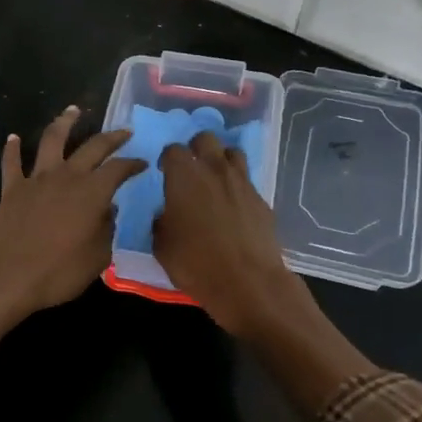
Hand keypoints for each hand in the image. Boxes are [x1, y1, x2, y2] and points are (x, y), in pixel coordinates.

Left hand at [0, 107, 145, 343]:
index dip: (132, 163)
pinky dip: (12, 148)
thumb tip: (110, 211)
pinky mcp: (11, 188)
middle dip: (111, 137)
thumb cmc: (57, 273)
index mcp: (92, 192)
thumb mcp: (97, 258)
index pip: (119, 168)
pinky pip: (12, 162)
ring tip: (73, 110)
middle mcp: (66, 176)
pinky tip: (13, 137)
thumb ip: (107, 230)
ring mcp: (36, 179)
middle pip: (92, 147)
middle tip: (123, 131)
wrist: (5, 277)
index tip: (142, 162)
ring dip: (64, 122)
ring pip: (52, 140)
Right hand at [154, 130, 304, 337]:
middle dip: (196, 148)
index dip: (167, 159)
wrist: (247, 282)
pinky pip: (247, 181)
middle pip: (206, 139)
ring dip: (221, 160)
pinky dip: (238, 186)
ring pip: (232, 152)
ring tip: (214, 179)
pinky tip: (233, 205)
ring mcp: (242, 182)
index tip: (164, 172)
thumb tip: (165, 214)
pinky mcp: (262, 199)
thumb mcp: (161, 246)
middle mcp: (214, 170)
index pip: (173, 149)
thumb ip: (160, 221)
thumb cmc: (195, 263)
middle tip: (191, 168)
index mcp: (184, 176)